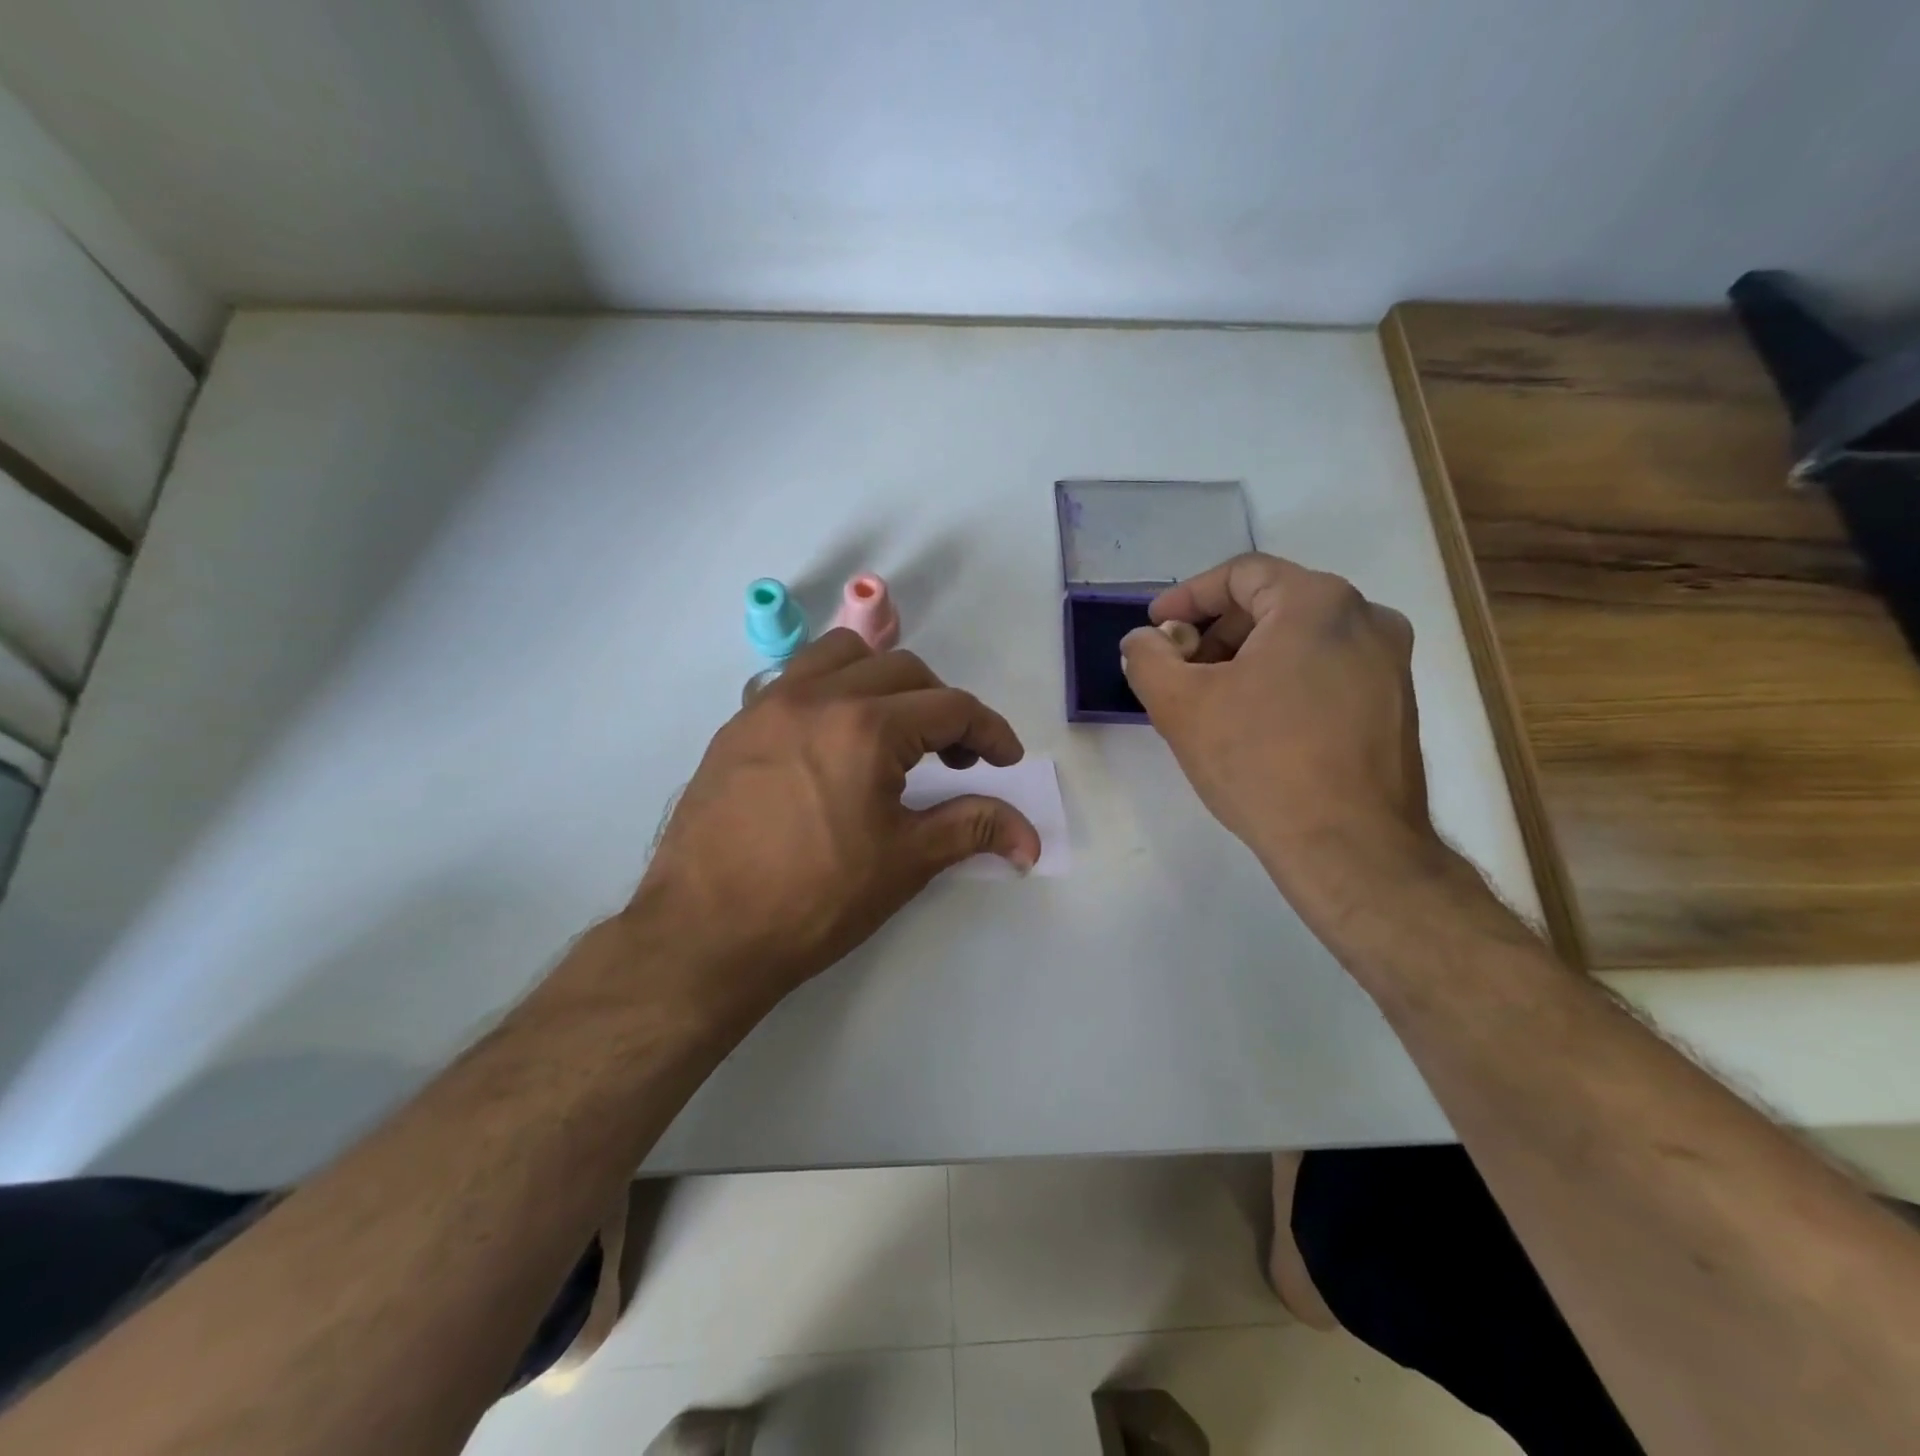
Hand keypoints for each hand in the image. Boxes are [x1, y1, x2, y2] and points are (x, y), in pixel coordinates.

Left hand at [627, 630, 1040, 1025]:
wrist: (704, 934)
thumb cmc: (815, 900)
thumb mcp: (906, 862)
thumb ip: (973, 828)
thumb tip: (1030, 838)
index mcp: (866, 727)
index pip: (950, 706)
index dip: (990, 731)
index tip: (1005, 760)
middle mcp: (816, 697)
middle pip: (903, 670)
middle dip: (942, 706)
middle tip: (955, 756)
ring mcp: (768, 706)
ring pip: (842, 656)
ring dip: (883, 681)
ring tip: (892, 731)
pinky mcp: (736, 726)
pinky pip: (795, 680)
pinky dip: (831, 691)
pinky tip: (832, 742)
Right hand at [1118, 553, 1440, 913]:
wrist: (1350, 847)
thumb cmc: (1260, 762)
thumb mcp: (1180, 705)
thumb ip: (1147, 658)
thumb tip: (1144, 640)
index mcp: (1318, 602)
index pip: (1241, 574)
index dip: (1188, 596)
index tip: (1156, 627)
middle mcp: (1366, 618)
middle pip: (1272, 604)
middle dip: (1215, 632)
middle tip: (1178, 669)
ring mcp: (1390, 663)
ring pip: (1300, 639)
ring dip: (1246, 659)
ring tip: (1210, 701)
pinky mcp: (1396, 704)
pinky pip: (1326, 670)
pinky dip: (1282, 681)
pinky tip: (1255, 724)